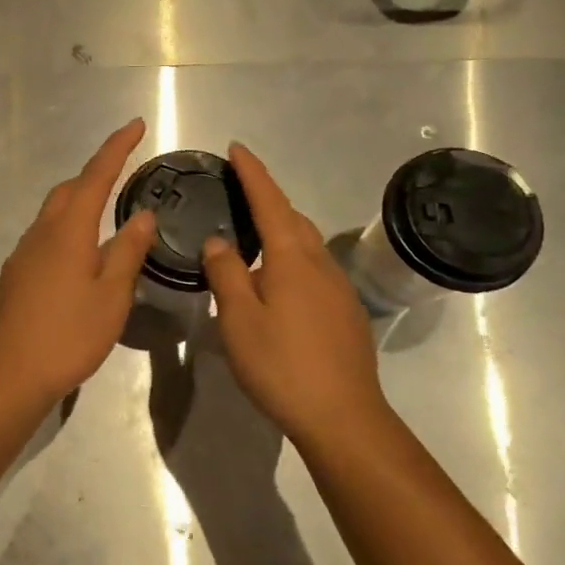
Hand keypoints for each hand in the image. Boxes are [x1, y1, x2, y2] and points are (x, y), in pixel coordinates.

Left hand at [0, 118, 155, 405]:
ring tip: (107, 214)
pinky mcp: (16, 274)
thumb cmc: (70, 334)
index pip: (96, 176)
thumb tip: (142, 214)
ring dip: (79, 202)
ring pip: (54, 213)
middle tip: (124, 173)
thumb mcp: (112, 295)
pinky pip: (44, 236)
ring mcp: (24, 253)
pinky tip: (80, 256)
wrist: (12, 373)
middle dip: (96, 174)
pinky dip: (67, 229)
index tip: (135, 124)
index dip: (116, 148)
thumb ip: (128, 251)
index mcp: (69, 231)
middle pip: (69, 190)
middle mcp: (41, 233)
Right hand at [201, 142, 388, 451]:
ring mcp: (338, 289)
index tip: (237, 148)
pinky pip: (314, 267)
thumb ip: (226, 273)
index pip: (270, 202)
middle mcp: (320, 264)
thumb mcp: (239, 319)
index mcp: (292, 259)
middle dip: (267, 198)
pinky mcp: (345, 312)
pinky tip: (277, 280)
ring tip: (253, 232)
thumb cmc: (282, 365)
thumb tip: (218, 241)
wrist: (342, 416)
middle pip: (293, 218)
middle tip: (240, 189)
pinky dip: (292, 256)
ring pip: (307, 244)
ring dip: (281, 227)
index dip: (253, 173)